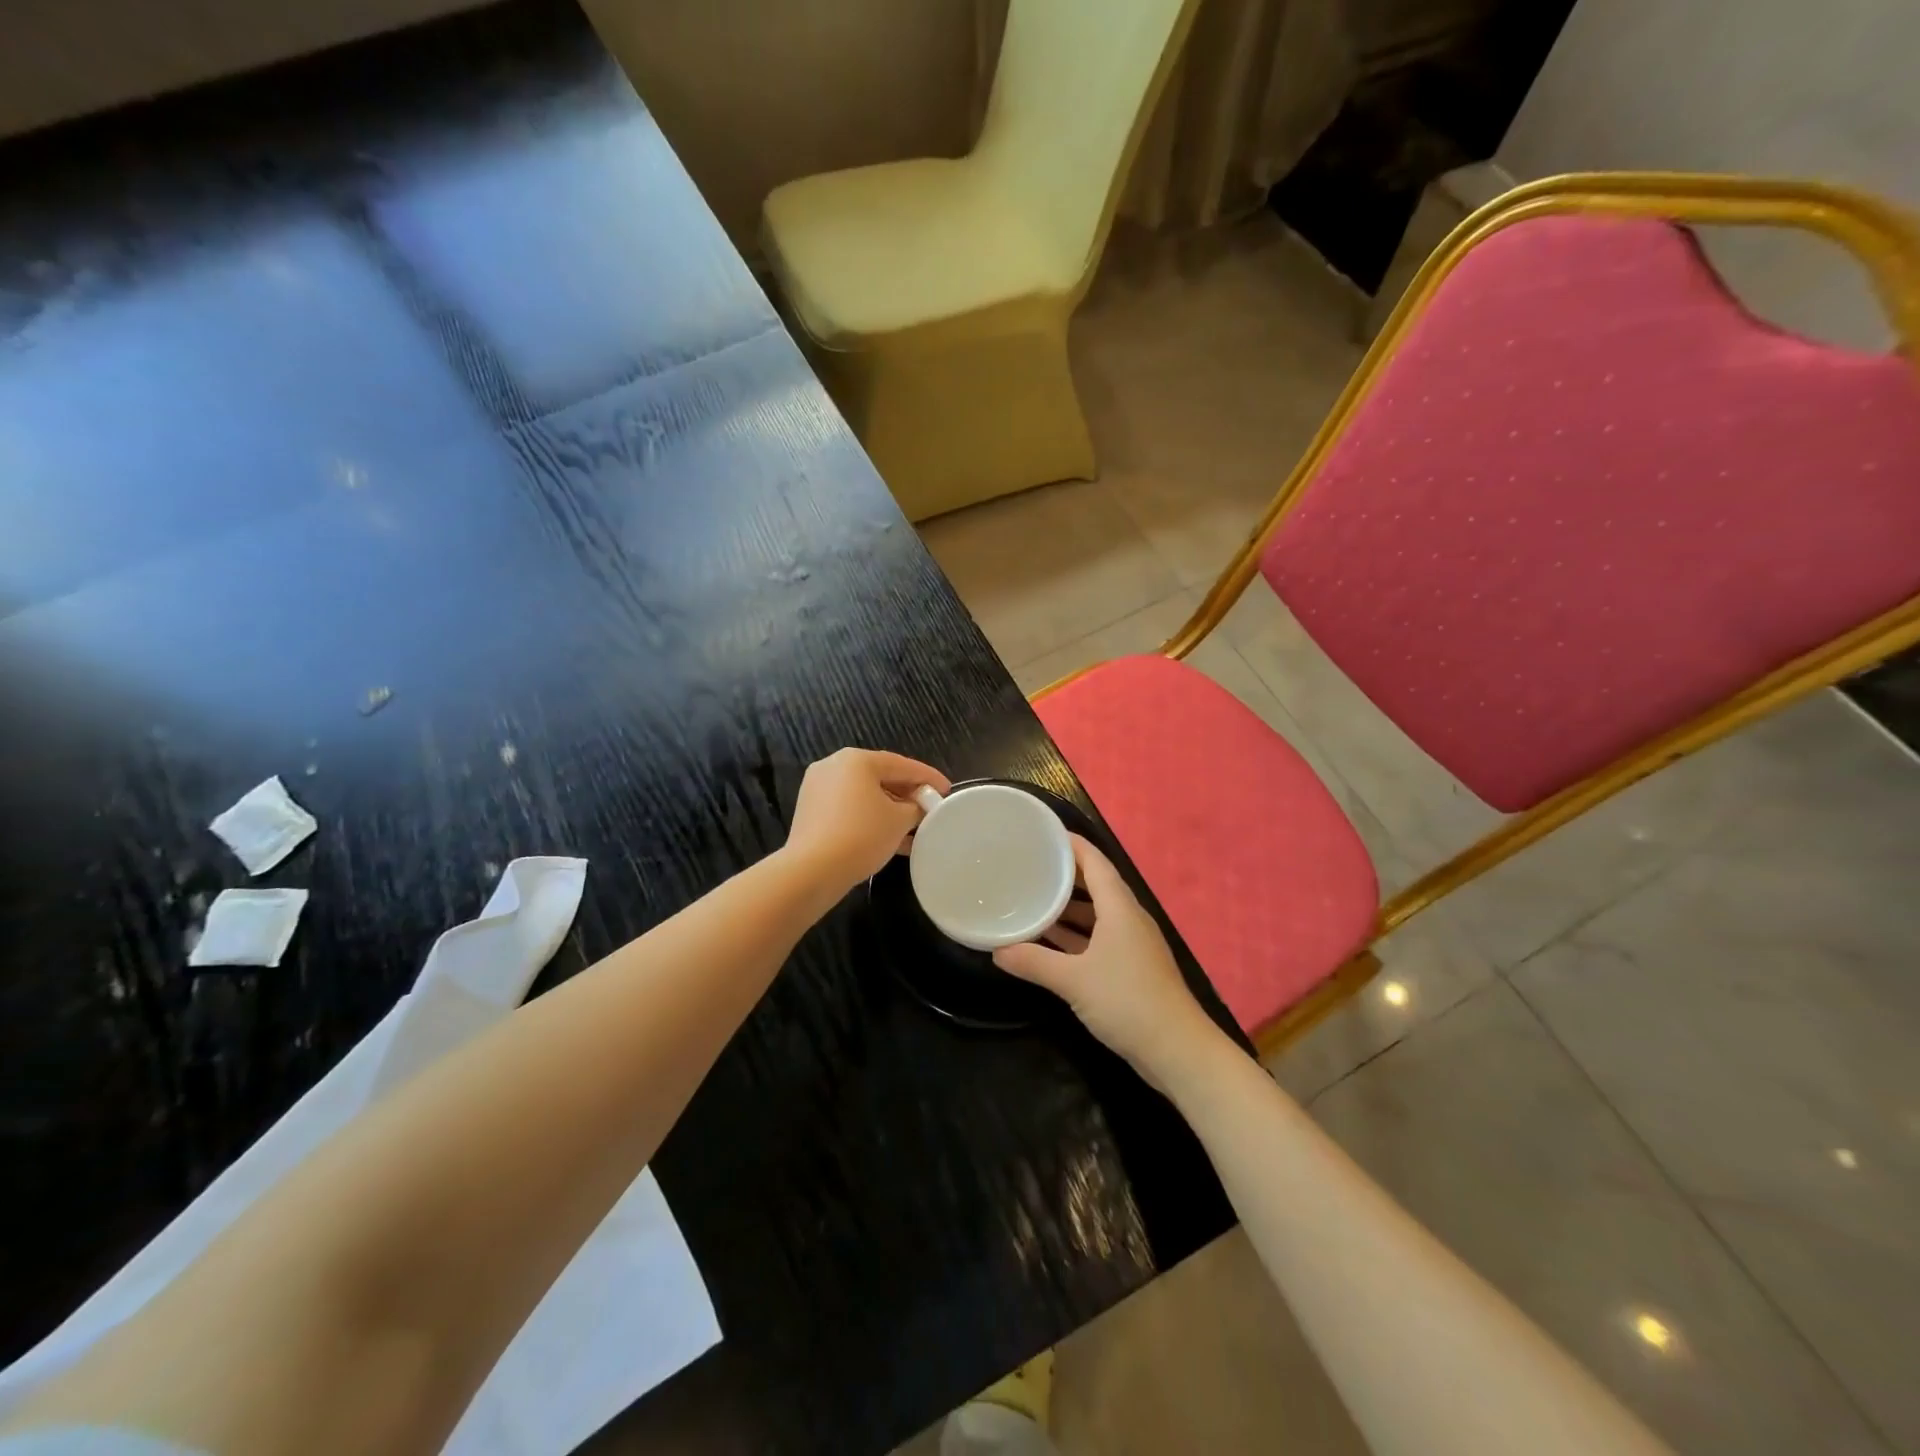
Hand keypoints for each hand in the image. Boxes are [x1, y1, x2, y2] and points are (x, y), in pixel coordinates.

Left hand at [784, 749, 949, 897]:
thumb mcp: (899, 820)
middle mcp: (834, 766)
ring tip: (915, 829)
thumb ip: (916, 807)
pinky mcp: (811, 812)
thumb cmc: (862, 835)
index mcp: (856, 760)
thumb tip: (919, 807)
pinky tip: (891, 840)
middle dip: (908, 795)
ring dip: (890, 811)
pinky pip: (849, 809)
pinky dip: (870, 819)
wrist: (812, 871)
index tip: (947, 789)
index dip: (928, 777)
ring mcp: (818, 789)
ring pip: (865, 796)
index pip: (902, 764)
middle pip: (881, 777)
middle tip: (930, 808)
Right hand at [994, 836, 1225, 1086]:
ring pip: (1096, 914)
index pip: (1095, 862)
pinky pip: (1098, 938)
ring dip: (1068, 908)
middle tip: (1028, 865)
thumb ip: (1033, 962)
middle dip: (1064, 875)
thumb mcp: (1073, 980)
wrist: (1177, 1050)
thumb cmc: (1127, 1001)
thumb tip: (997, 951)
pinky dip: (1075, 935)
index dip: (1071, 845)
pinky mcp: (1131, 968)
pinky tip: (1049, 941)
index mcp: (1120, 908)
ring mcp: (1131, 945)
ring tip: (1032, 898)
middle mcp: (1127, 919)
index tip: (1042, 833)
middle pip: (1095, 885)